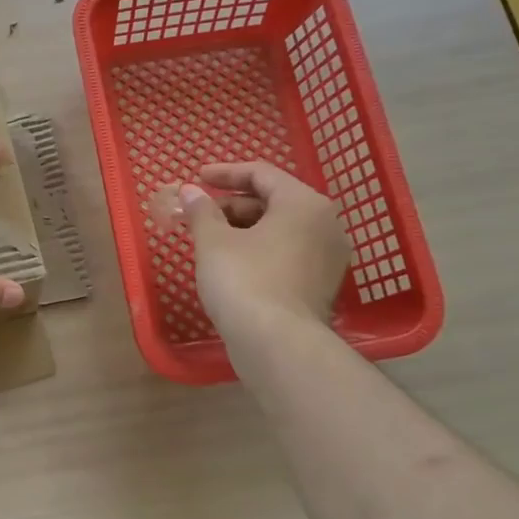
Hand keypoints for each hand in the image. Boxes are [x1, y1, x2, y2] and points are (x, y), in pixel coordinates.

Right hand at [179, 162, 351, 346]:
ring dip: (242, 228)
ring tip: (208, 238)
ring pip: (280, 229)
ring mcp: (327, 258)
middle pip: (272, 201)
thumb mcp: (213, 241)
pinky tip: (230, 262)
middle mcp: (325, 224)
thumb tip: (191, 192)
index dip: (224, 173)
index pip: (261, 174)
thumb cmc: (244, 280)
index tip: (196, 178)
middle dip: (230, 204)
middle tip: (196, 214)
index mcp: (304, 203)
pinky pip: (286, 253)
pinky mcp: (320, 285)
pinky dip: (258, 249)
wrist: (277, 345)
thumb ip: (201, 210)